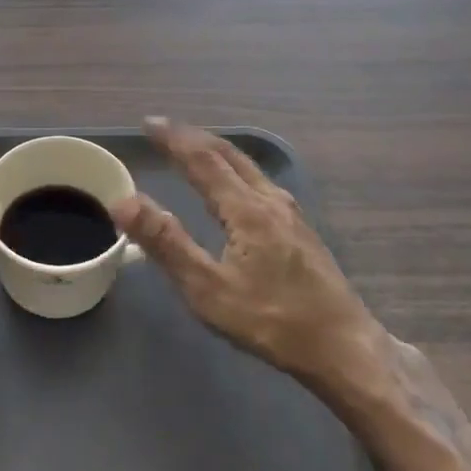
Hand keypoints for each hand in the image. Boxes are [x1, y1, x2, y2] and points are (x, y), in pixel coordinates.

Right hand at [113, 117, 386, 389]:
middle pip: (228, 154)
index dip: (173, 138)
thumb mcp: (209, 290)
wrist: (346, 349)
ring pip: (248, 165)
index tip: (148, 122)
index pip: (202, 159)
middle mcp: (270, 199)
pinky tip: (235, 184)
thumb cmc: (272, 322)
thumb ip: (166, 244)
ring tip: (194, 148)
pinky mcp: (301, 228)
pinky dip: (234, 167)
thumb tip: (124, 201)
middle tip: (165, 129)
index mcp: (246, 209)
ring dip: (216, 150)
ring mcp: (291, 212)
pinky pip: (259, 179)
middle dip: (194, 137)